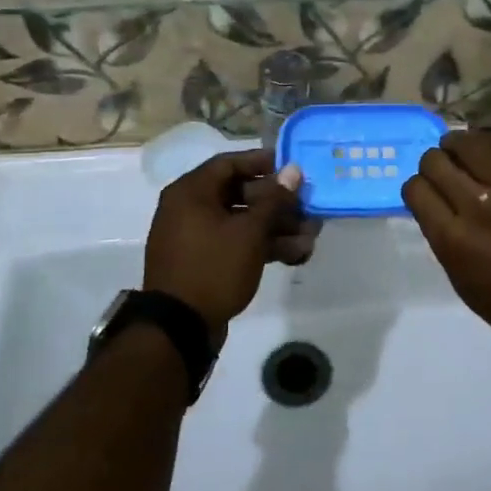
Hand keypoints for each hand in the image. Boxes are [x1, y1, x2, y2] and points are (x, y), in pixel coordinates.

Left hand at [144, 149, 316, 344]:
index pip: (229, 163)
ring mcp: (196, 237)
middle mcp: (189, 208)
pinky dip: (261, 246)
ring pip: (241, 222)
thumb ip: (274, 199)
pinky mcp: (204, 262)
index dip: (262, 163)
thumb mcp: (249, 232)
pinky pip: (235, 243)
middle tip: (308, 207)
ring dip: (276, 227)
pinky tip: (296, 255)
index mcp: (191, 192)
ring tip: (311, 237)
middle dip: (277, 203)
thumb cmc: (213, 267)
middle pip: (239, 194)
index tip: (292, 168)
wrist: (179, 327)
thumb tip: (293, 170)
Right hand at [402, 130, 490, 351]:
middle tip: (447, 172)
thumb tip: (435, 200)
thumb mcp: (458, 277)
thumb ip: (442, 234)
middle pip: (435, 160)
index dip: (417, 188)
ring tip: (469, 154)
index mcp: (452, 237)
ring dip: (461, 146)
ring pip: (469, 141)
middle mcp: (477, 205)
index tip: (428, 193)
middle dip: (435, 165)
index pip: (415, 188)